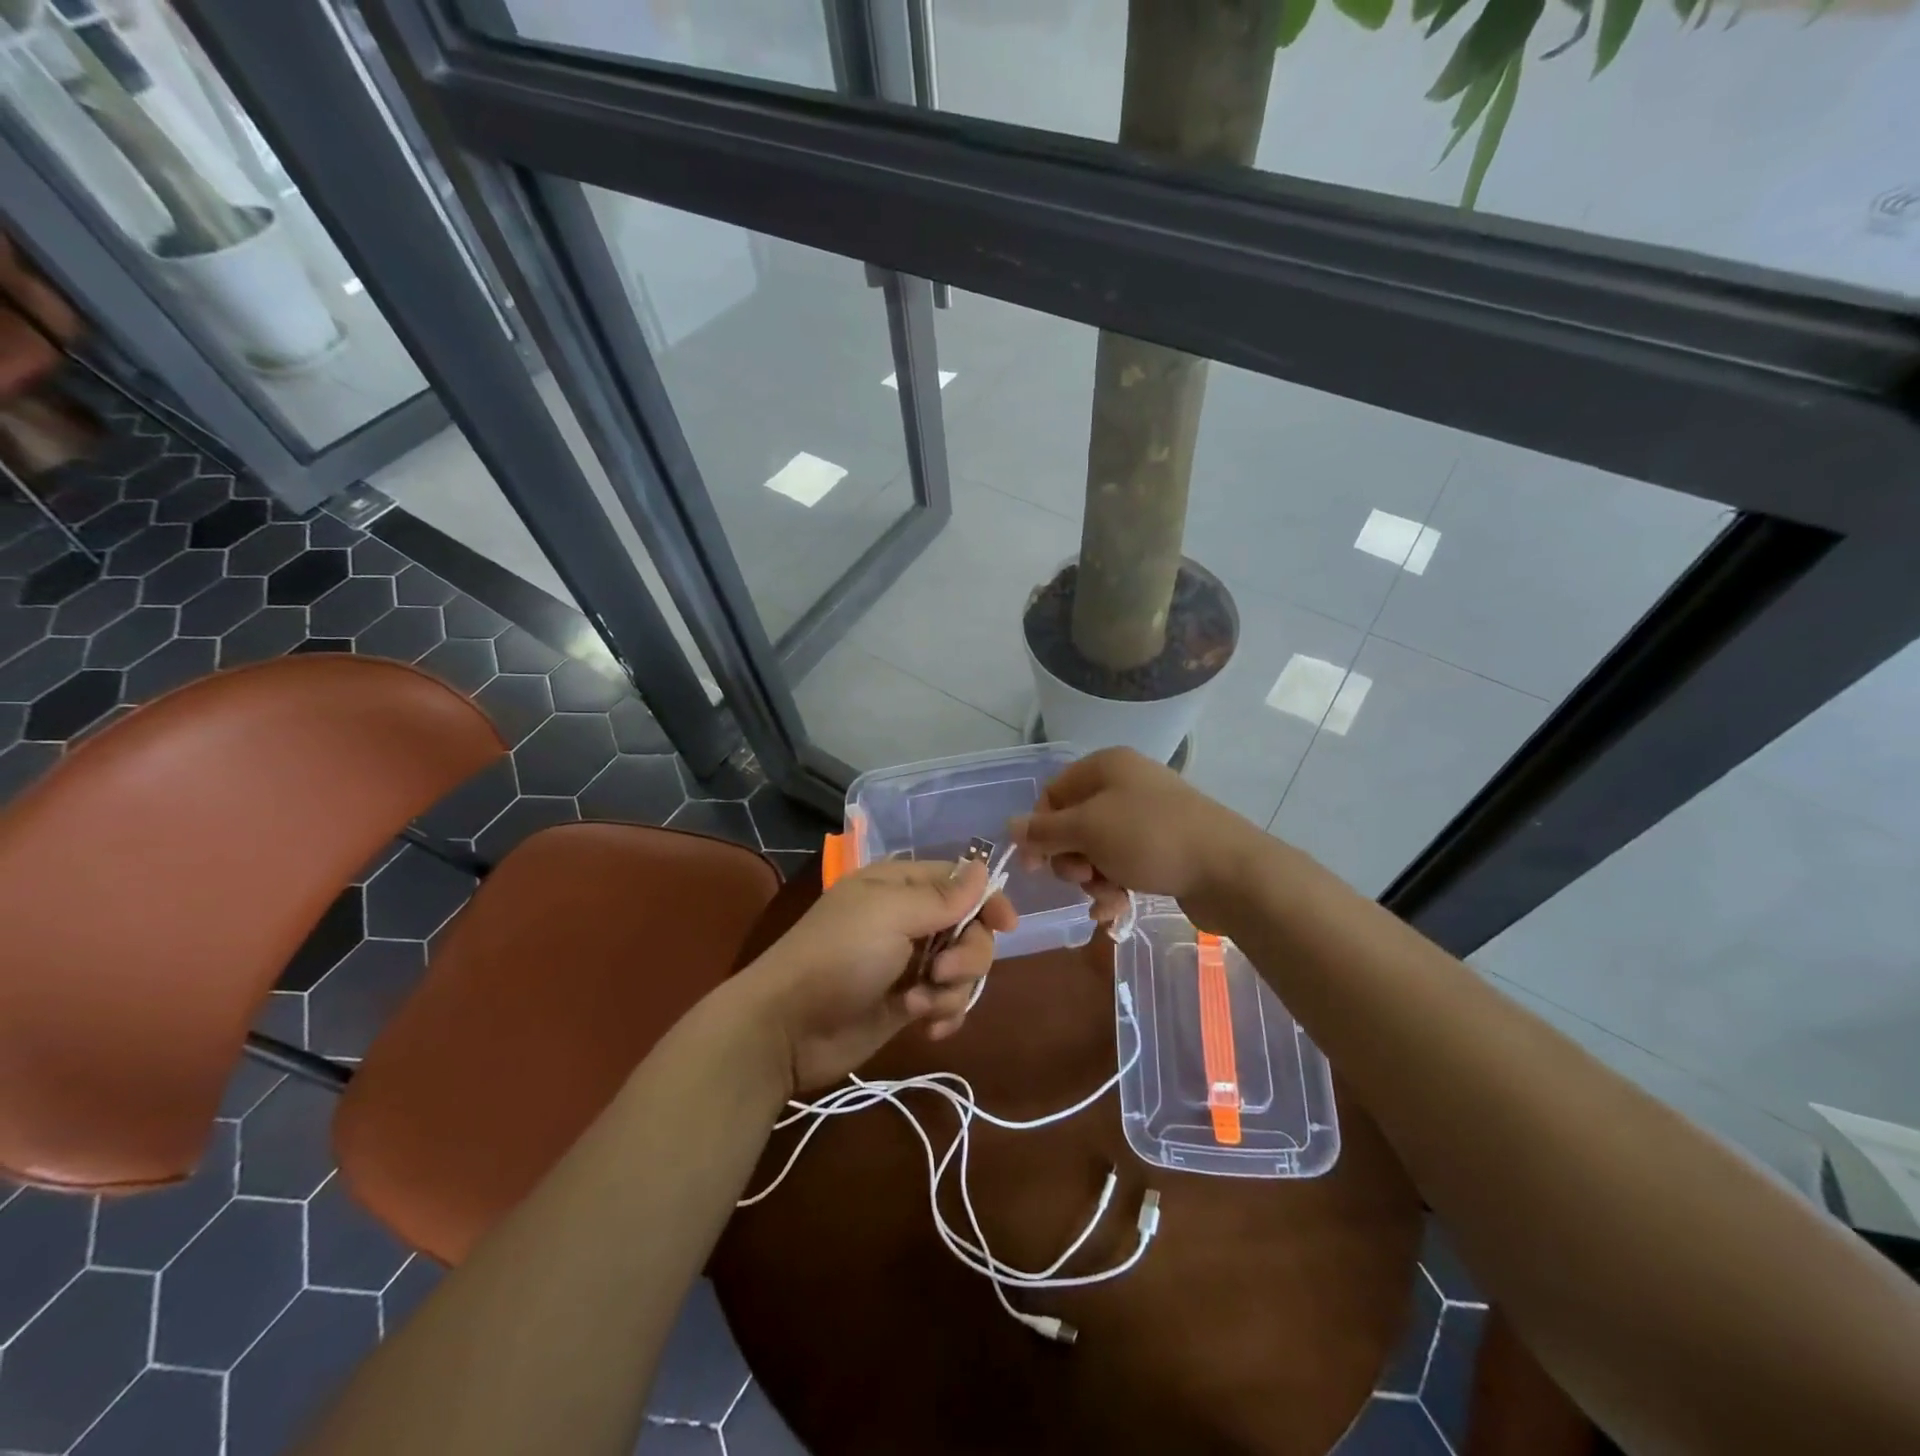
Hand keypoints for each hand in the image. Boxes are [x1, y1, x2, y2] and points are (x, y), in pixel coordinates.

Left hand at [738, 859, 1017, 1093]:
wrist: (786, 1029)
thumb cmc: (837, 957)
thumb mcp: (890, 916)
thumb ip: (942, 896)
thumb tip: (984, 867)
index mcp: (900, 886)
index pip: (961, 882)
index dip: (987, 900)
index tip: (1006, 925)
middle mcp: (909, 920)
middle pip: (970, 929)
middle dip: (966, 954)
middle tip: (940, 971)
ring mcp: (909, 964)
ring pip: (963, 970)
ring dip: (951, 990)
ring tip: (918, 1006)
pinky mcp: (907, 1004)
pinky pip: (948, 1002)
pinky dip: (944, 1014)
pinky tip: (925, 1028)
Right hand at [1010, 747, 1263, 929]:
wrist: (1228, 869)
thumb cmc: (1149, 838)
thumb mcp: (1088, 830)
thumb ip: (1044, 830)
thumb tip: (1010, 826)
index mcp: (1106, 766)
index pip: (1054, 793)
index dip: (1040, 828)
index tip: (1036, 864)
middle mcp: (1125, 784)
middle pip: (1074, 825)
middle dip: (1072, 859)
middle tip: (1082, 877)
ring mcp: (1147, 816)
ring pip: (1098, 850)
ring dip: (1093, 879)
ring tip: (1108, 898)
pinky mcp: (1163, 847)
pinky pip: (1124, 864)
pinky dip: (1115, 887)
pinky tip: (1116, 911)